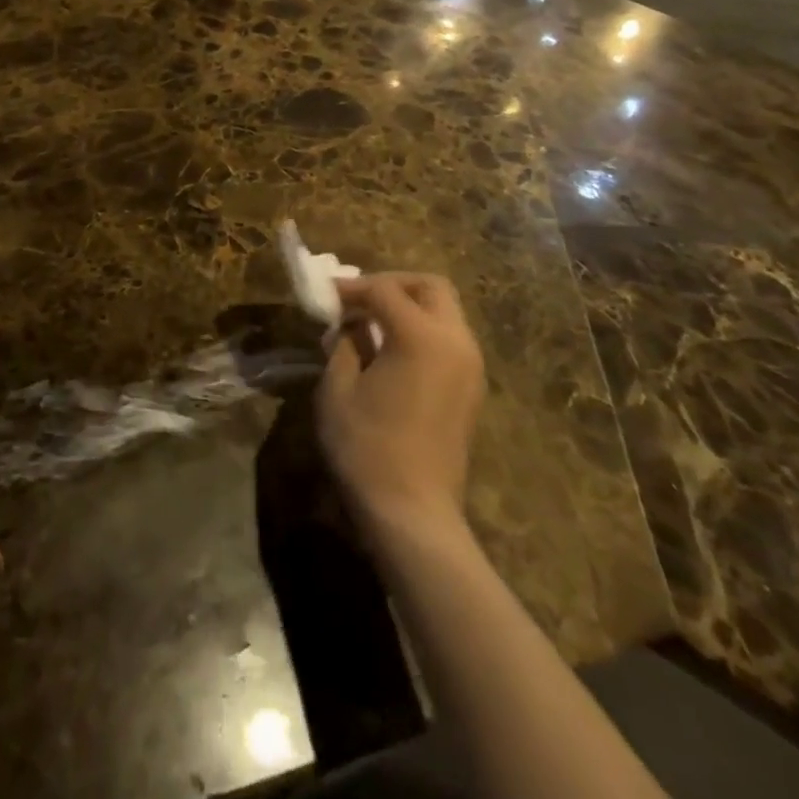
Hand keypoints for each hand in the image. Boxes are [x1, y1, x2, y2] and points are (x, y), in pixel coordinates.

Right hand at [316, 273, 486, 536]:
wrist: (414, 514)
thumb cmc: (367, 447)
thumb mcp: (338, 388)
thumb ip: (345, 343)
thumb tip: (350, 326)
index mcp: (422, 336)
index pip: (384, 290)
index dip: (351, 287)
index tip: (326, 294)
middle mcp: (456, 342)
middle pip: (431, 287)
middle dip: (393, 284)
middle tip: (360, 299)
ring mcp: (471, 367)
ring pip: (446, 312)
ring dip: (410, 306)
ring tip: (372, 325)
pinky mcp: (473, 390)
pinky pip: (450, 340)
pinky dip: (423, 331)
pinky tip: (392, 352)